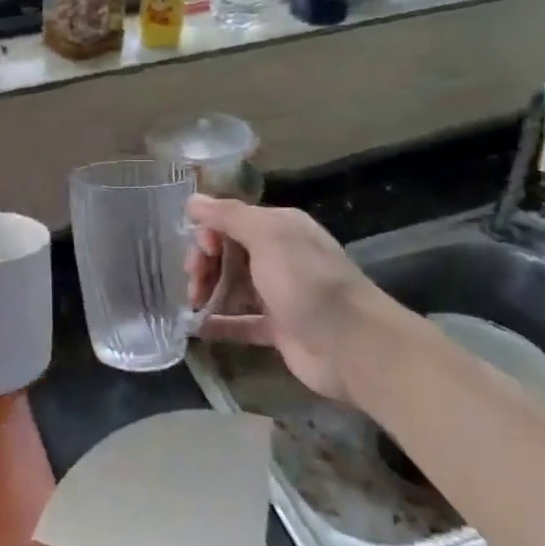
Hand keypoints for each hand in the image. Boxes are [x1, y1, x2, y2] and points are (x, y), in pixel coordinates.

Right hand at [186, 196, 409, 401]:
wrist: (352, 346)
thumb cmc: (307, 282)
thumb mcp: (267, 236)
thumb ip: (228, 216)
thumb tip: (192, 199)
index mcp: (280, 228)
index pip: (233, 220)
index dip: (210, 231)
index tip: (202, 249)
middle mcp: (279, 257)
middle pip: (229, 252)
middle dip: (204, 261)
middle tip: (193, 279)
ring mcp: (279, 294)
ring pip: (232, 285)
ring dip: (208, 290)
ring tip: (193, 303)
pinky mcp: (277, 329)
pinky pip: (240, 321)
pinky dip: (218, 323)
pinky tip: (195, 326)